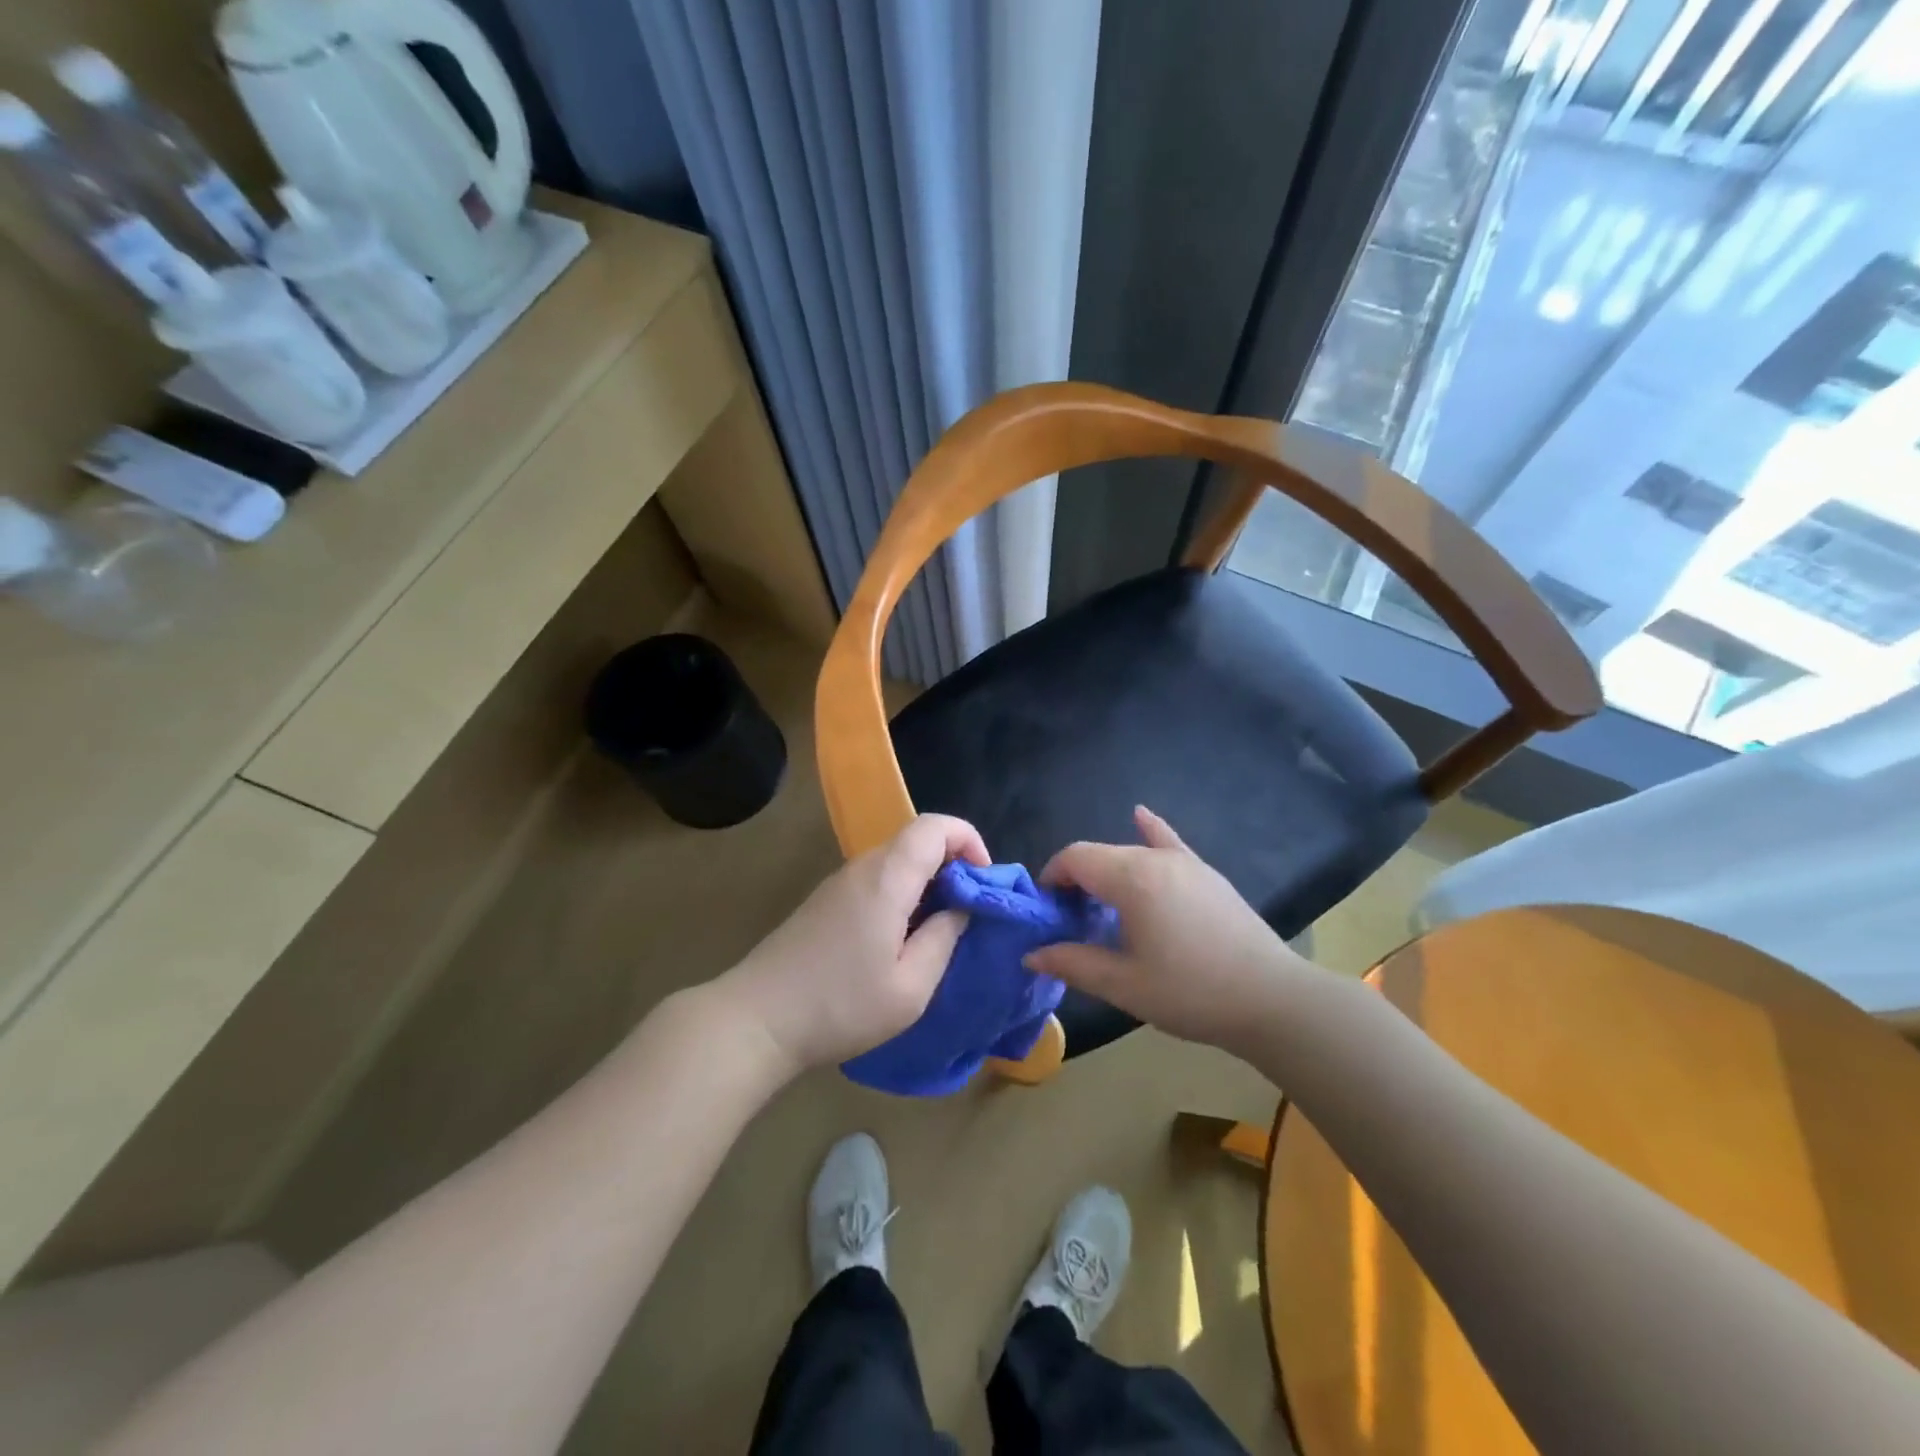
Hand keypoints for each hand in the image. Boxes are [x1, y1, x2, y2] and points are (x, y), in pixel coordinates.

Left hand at [722, 814, 988, 1077]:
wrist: (757, 1020)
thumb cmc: (841, 1005)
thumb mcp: (910, 987)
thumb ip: (944, 938)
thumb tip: (962, 907)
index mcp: (888, 878)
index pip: (935, 826)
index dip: (969, 841)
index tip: (983, 884)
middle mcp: (862, 868)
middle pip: (916, 839)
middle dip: (953, 864)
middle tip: (968, 912)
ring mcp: (839, 883)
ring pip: (896, 859)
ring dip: (927, 881)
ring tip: (939, 930)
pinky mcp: (825, 901)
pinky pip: (876, 879)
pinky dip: (902, 893)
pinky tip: (900, 939)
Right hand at [1025, 806, 1318, 1056]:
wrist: (1271, 1000)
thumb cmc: (1192, 993)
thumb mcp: (1124, 984)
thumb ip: (1073, 963)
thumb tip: (1031, 954)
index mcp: (1132, 879)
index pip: (1075, 858)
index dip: (1052, 877)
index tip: (1047, 911)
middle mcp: (1156, 859)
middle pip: (1101, 855)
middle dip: (1076, 879)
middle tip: (1070, 920)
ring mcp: (1186, 863)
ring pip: (1130, 853)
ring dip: (1106, 871)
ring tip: (1099, 905)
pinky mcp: (1206, 875)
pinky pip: (1169, 843)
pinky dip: (1150, 830)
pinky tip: (1140, 815)